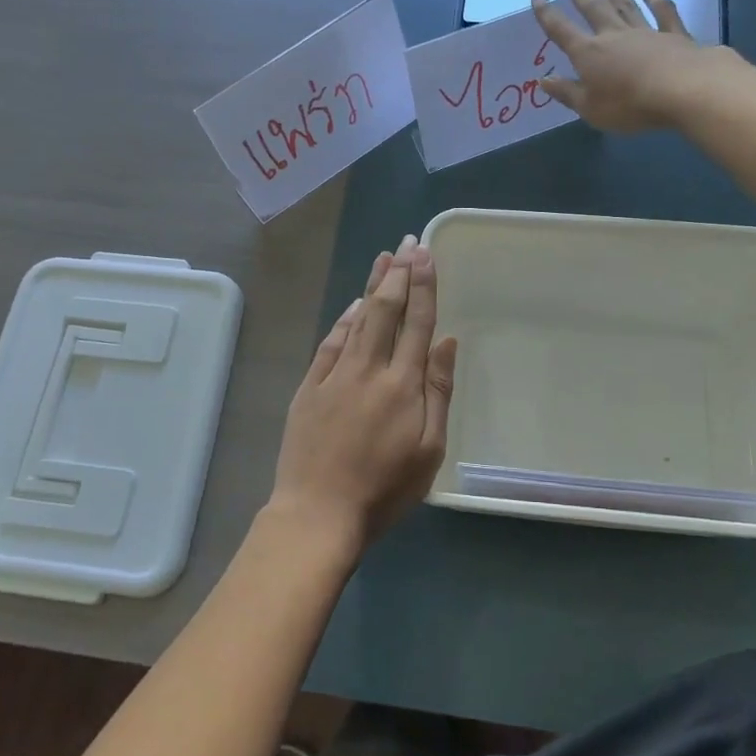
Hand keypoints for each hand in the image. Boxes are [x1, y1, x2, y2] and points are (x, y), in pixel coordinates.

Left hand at [269, 235, 457, 551]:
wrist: (318, 513)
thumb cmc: (383, 489)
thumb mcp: (429, 450)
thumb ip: (438, 392)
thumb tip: (445, 342)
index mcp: (403, 385)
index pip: (417, 323)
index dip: (424, 287)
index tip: (426, 255)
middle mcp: (369, 369)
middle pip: (386, 311)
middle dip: (399, 274)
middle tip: (408, 243)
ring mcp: (335, 375)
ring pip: (357, 319)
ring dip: (372, 287)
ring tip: (384, 258)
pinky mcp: (309, 387)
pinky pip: (330, 343)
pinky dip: (343, 319)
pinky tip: (352, 305)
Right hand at [532, 0, 730, 131]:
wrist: (682, 90)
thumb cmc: (629, 104)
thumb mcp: (590, 108)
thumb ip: (567, 93)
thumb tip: (543, 79)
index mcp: (589, 54)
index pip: (562, 32)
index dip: (547, 15)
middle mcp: (614, 35)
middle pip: (594, 9)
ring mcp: (645, 31)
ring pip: (626, 3)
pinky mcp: (673, 34)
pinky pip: (661, 10)